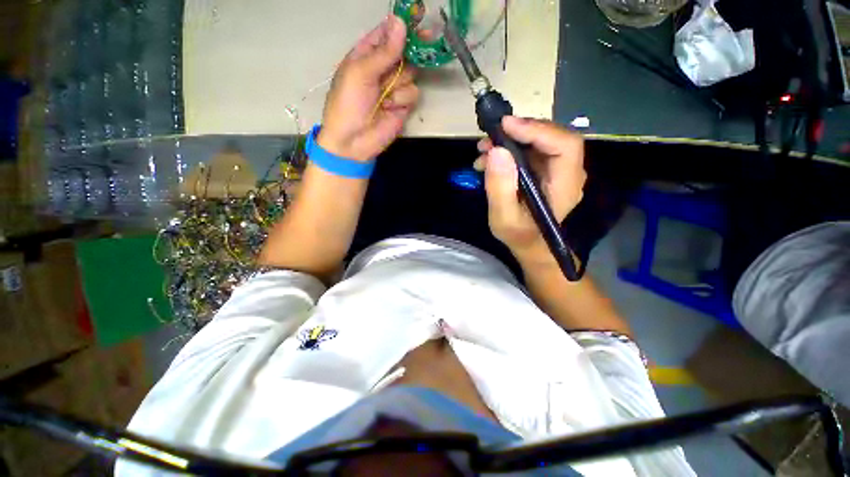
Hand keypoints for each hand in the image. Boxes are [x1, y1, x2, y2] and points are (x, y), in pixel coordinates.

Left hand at [318, 15, 418, 162]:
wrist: (353, 141)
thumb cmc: (348, 104)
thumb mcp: (360, 73)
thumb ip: (383, 52)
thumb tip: (400, 22)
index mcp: (366, 55)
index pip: (387, 34)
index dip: (402, 27)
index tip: (418, 22)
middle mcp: (383, 68)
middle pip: (405, 51)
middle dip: (412, 50)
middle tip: (428, 41)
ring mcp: (394, 88)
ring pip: (412, 73)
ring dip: (400, 83)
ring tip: (385, 96)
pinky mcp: (403, 105)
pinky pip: (413, 93)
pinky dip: (403, 99)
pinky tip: (390, 108)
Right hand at [475, 116, 585, 260]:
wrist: (529, 243)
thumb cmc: (519, 235)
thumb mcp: (504, 218)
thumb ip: (500, 188)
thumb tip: (497, 151)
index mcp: (565, 185)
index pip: (565, 145)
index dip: (538, 130)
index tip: (505, 126)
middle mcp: (567, 172)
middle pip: (552, 137)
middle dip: (519, 132)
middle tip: (489, 138)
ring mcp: (556, 169)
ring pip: (539, 140)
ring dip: (510, 139)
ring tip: (483, 150)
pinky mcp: (544, 169)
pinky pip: (530, 150)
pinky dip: (509, 149)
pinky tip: (488, 159)